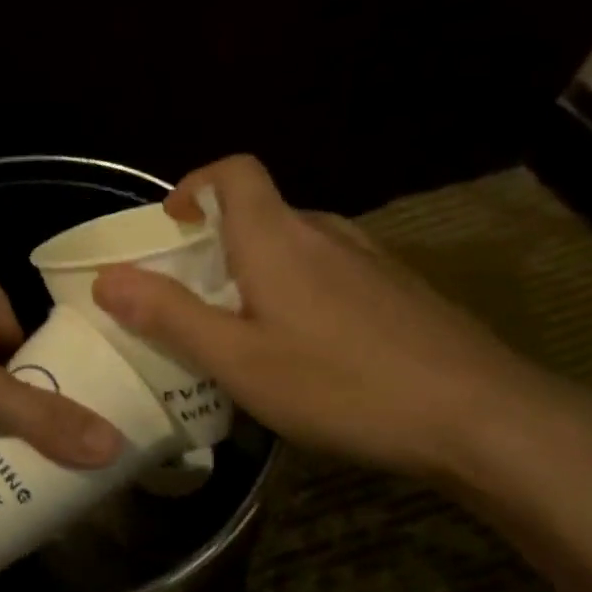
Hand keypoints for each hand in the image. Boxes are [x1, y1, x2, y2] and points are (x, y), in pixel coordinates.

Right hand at [90, 156, 556, 478]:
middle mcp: (325, 233)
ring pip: (297, 245)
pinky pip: (331, 272)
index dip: (195, 184)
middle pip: (260, 212)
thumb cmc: (342, 384)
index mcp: (277, 237)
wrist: (484, 418)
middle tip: (194, 299)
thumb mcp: (237, 359)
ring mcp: (371, 260)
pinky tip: (309, 351)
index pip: (235, 172)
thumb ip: (168, 316)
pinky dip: (300, 291)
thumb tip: (107, 279)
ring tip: (245, 329)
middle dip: (217, 244)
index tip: (171, 226)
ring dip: (259, 271)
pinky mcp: (401, 290)